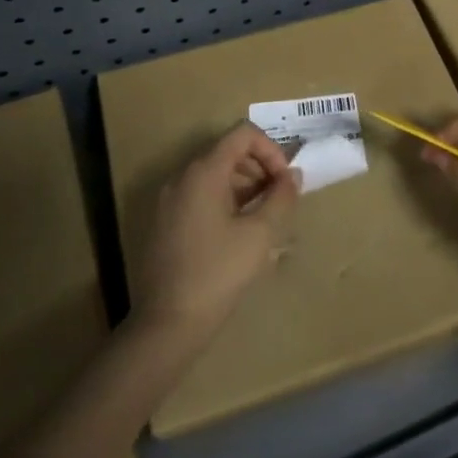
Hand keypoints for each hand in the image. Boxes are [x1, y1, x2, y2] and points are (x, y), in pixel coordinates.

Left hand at [135, 122, 301, 339]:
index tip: (285, 181)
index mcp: (203, 171)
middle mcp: (181, 177)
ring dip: (244, 186)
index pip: (243, 134)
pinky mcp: (164, 222)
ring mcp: (168, 200)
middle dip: (260, 168)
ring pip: (213, 175)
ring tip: (263, 218)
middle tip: (279, 200)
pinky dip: (224, 201)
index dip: (271, 150)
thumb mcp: (259, 234)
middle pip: (227, 152)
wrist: (167, 323)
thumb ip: (281, 198)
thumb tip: (293, 176)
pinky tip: (238, 234)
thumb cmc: (218, 273)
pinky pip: (199, 195)